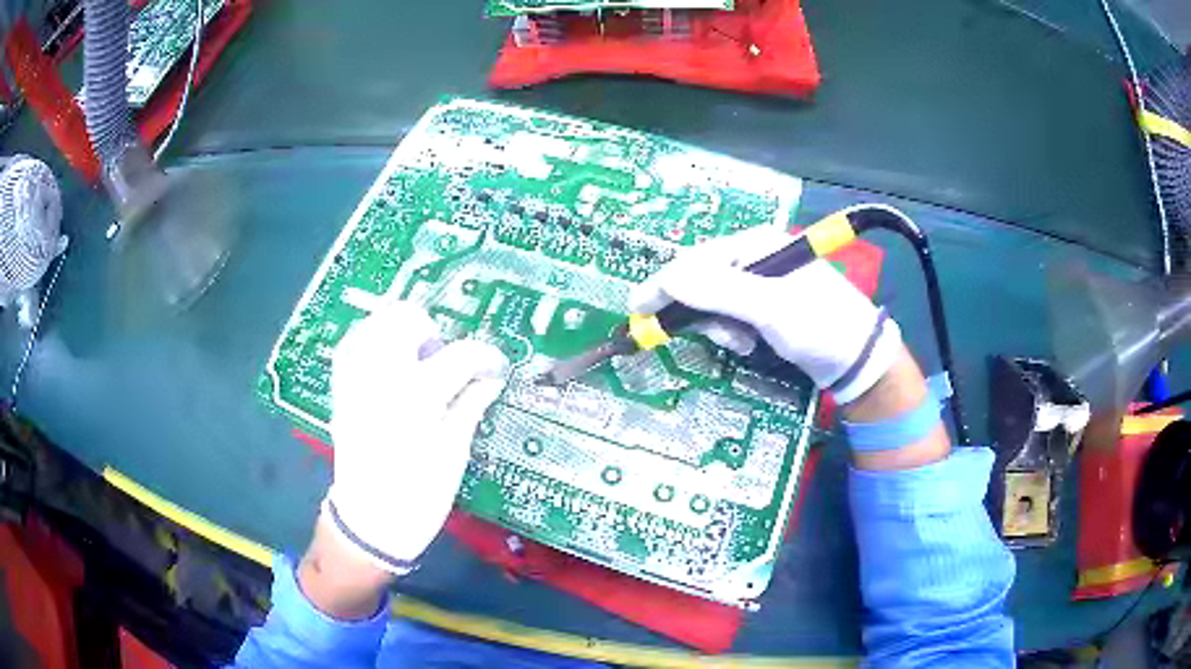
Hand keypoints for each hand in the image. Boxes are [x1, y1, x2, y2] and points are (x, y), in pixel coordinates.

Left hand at [324, 301, 507, 573]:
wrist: (370, 521)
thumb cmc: (419, 495)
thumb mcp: (454, 454)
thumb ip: (470, 406)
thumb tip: (491, 379)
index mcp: (418, 396)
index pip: (460, 355)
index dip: (485, 357)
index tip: (495, 367)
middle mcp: (382, 376)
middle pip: (407, 319)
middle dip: (434, 333)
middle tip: (444, 363)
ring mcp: (355, 379)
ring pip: (376, 324)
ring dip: (401, 333)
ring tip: (415, 361)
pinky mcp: (341, 389)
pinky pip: (352, 344)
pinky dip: (372, 341)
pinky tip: (387, 363)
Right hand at [629, 224, 901, 403]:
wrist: (859, 360)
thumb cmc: (819, 326)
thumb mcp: (770, 309)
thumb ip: (717, 292)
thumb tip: (664, 280)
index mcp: (757, 243)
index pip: (696, 259)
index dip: (664, 285)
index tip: (637, 311)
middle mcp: (755, 256)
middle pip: (702, 280)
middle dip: (702, 313)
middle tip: (716, 338)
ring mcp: (761, 282)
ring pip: (713, 302)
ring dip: (718, 327)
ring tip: (741, 345)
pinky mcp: (765, 306)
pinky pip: (730, 316)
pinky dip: (731, 333)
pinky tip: (748, 345)